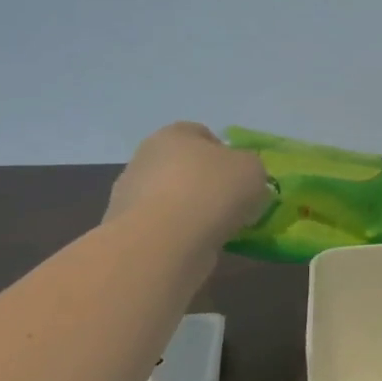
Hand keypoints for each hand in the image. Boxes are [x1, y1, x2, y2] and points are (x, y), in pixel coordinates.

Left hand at [106, 122, 270, 236]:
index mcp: (174, 135)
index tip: (241, 177)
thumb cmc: (211, 191)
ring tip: (219, 231)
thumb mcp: (253, 169)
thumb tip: (241, 179)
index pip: (201, 134)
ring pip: (173, 199)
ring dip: (193, 212)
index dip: (225, 153)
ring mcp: (131, 196)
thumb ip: (250, 168)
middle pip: (184, 168)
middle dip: (207, 184)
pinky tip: (199, 246)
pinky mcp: (129, 231)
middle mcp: (146, 159)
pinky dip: (181, 236)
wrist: (165, 242)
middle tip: (233, 205)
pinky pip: (164, 228)